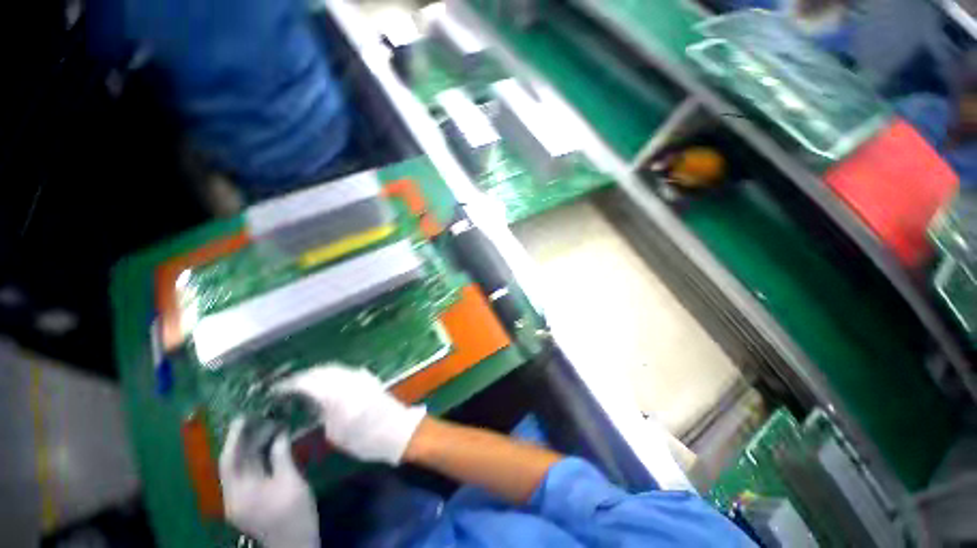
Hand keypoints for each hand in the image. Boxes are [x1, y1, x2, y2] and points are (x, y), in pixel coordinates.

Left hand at [219, 418, 318, 547]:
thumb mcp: (291, 481)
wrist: (294, 542)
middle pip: (234, 463)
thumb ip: (281, 456)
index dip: (235, 437)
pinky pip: (247, 475)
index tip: (245, 416)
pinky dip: (256, 459)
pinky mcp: (247, 502)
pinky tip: (269, 448)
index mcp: (240, 492)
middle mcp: (233, 496)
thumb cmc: (294, 512)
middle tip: (263, 418)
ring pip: (240, 468)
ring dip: (252, 448)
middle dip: (247, 440)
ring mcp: (239, 500)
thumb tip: (280, 433)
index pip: (229, 460)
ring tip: (269, 428)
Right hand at [275, 364, 425, 464]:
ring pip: (333, 368)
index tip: (277, 390)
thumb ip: (322, 413)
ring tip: (305, 384)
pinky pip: (346, 371)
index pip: (307, 382)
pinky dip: (333, 374)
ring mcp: (360, 376)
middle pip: (321, 371)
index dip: (290, 384)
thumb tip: (313, 402)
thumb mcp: (336, 433)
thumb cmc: (365, 439)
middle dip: (303, 376)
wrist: (397, 430)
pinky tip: (328, 383)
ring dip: (318, 373)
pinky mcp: (369, 378)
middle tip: (290, 386)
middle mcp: (348, 379)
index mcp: (336, 393)